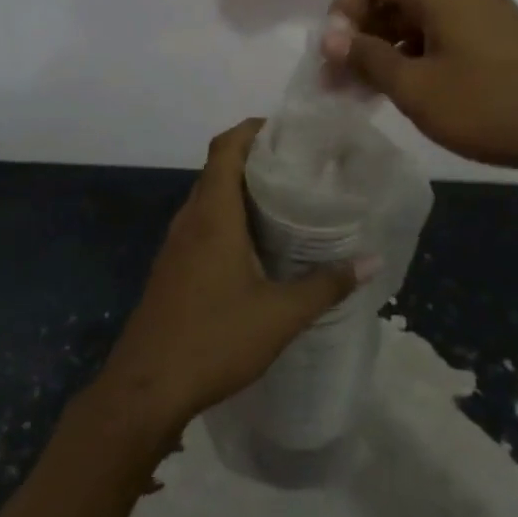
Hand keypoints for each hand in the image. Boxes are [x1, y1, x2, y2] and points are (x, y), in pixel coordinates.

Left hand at [94, 120, 376, 434]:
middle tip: (301, 166)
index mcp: (213, 215)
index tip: (289, 131)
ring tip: (286, 201)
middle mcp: (190, 219)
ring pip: (209, 198)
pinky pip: (202, 224)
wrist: (146, 388)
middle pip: (218, 168)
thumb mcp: (280, 315)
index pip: (226, 147)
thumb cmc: (214, 340)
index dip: (253, 129)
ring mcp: (176, 244)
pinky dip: (228, 217)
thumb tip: (371, 260)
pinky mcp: (172, 267)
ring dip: (241, 190)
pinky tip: (257, 245)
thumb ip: (326, 285)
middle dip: (256, 158)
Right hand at [321, 0, 517, 173]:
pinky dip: (415, 54)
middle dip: (359, 35)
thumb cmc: (490, 104)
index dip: (341, 13)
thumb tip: (332, 39)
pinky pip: (441, 31)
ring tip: (369, 93)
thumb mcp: (416, 87)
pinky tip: (410, 90)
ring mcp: (482, 9)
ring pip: (415, 17)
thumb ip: (368, 58)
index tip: (335, 58)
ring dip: (385, 48)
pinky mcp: (497, 33)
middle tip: (342, 82)